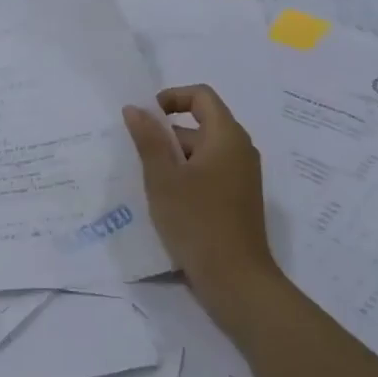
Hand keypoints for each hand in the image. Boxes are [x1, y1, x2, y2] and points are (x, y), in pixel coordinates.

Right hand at [123, 84, 280, 323]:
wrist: (236, 280)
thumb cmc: (197, 221)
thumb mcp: (163, 178)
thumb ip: (148, 139)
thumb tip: (135, 108)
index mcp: (227, 136)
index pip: (201, 96)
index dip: (171, 98)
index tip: (145, 119)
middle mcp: (240, 151)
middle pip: (200, 124)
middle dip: (166, 135)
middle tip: (137, 158)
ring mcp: (242, 177)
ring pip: (201, 153)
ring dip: (173, 160)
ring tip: (147, 183)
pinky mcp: (237, 200)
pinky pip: (209, 174)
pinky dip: (186, 178)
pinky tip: (165, 202)